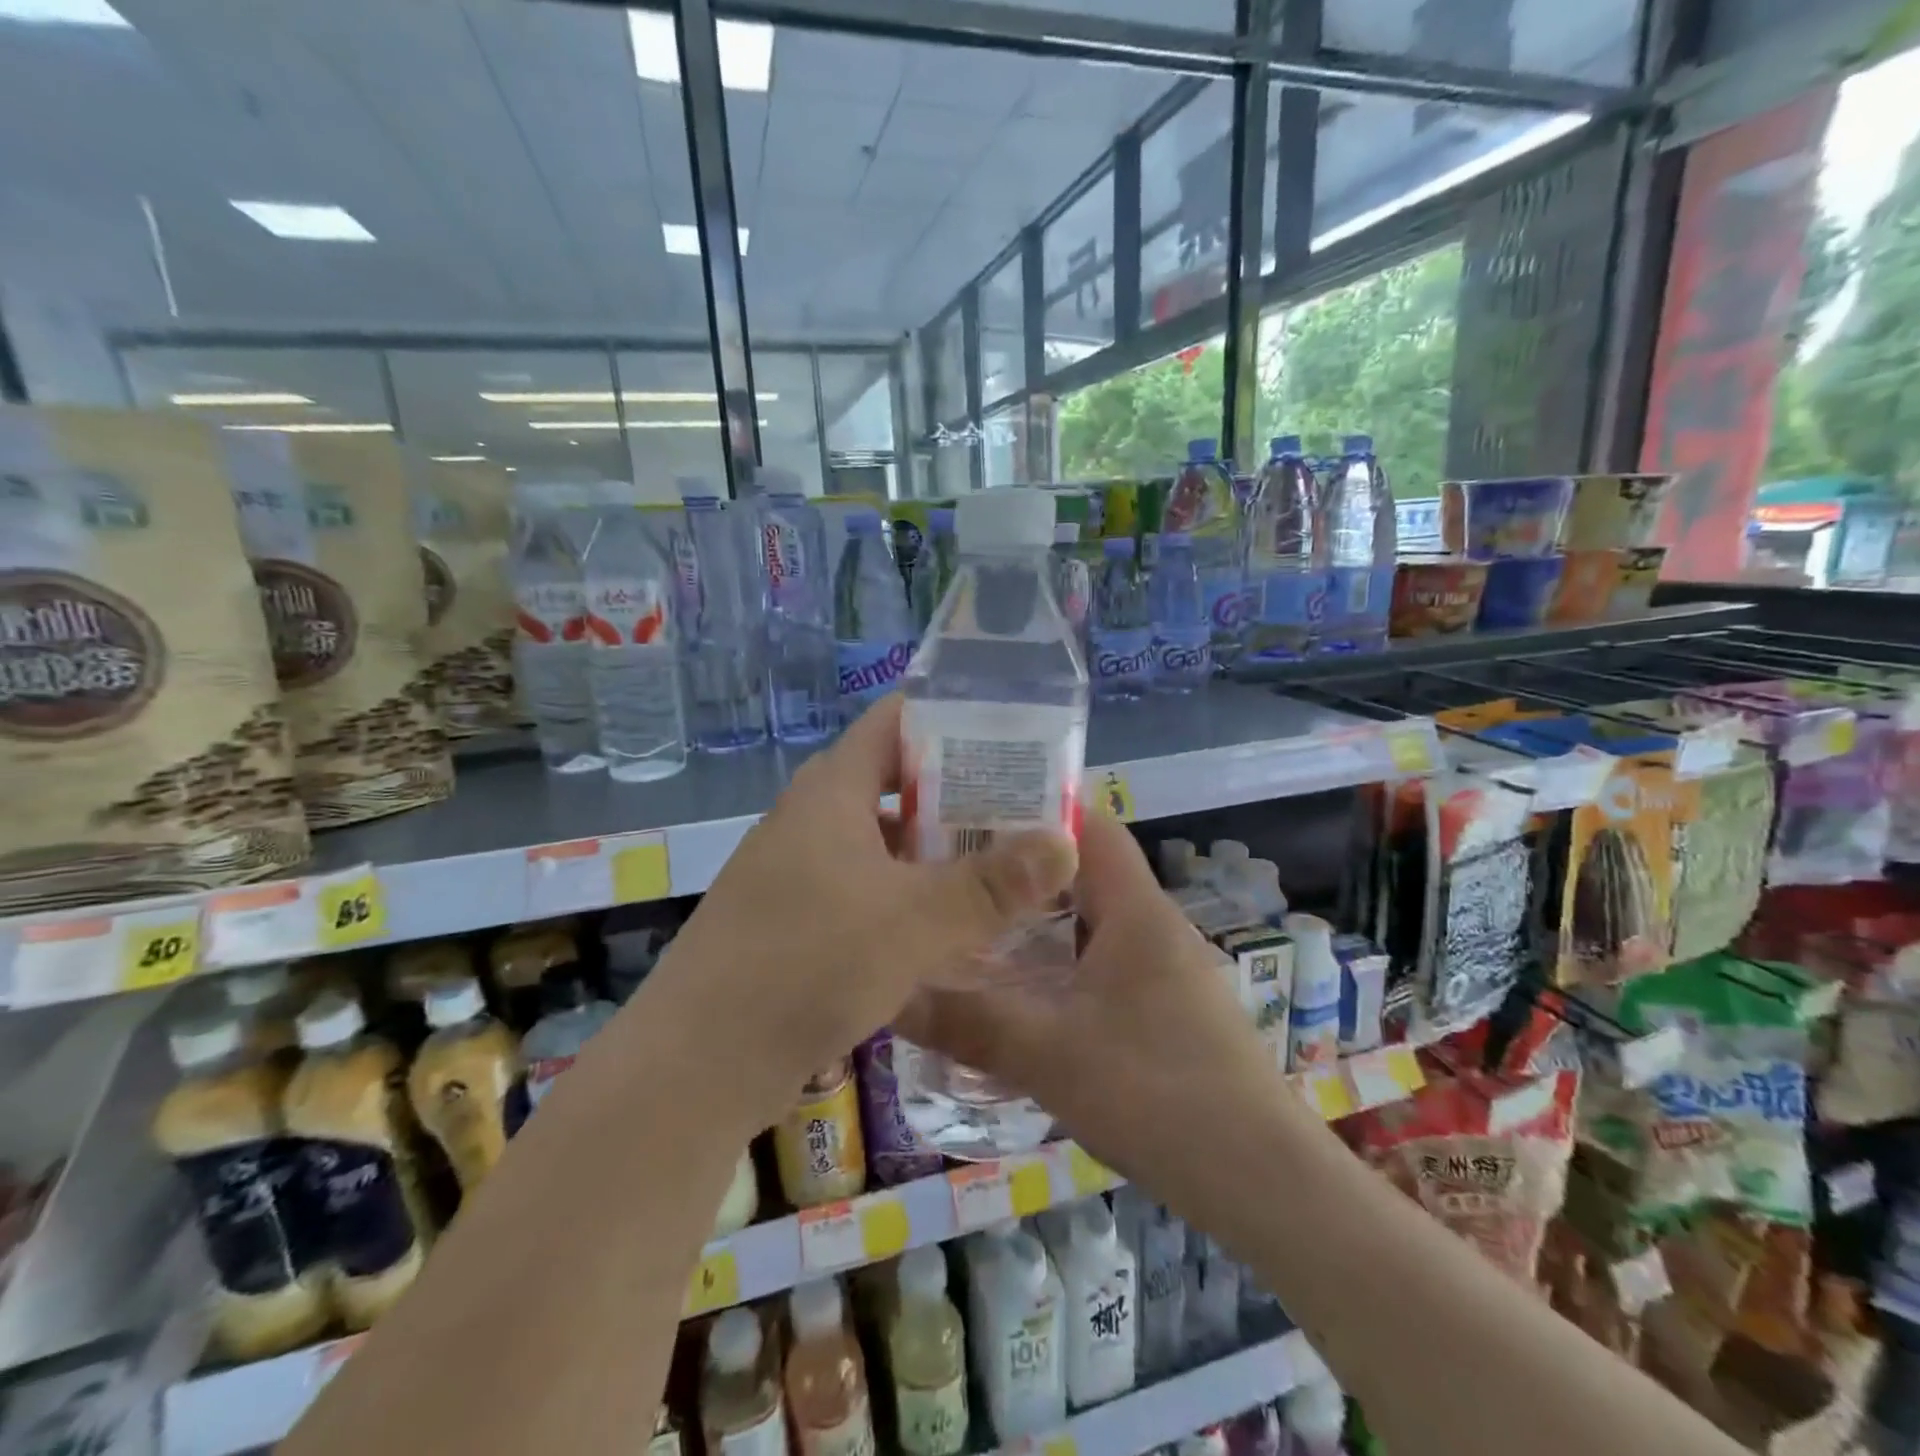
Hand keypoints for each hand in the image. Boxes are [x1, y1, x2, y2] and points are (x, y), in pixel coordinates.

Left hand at [644, 695, 1077, 1125]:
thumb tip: (1066, 842)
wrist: (697, 1064)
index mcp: (832, 792)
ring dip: (933, 852)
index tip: (1010, 738)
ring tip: (998, 867)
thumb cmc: (808, 963)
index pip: (894, 722)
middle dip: (957, 794)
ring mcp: (796, 871)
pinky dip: (905, 896)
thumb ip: (992, 883)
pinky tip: (946, 929)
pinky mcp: (792, 920)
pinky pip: (862, 888)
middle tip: (1022, 810)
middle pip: (893, 783)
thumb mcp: (914, 920)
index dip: (951, 719)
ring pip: (880, 843)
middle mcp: (810, 819)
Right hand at [898, 811, 1281, 1184]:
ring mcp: (1161, 965)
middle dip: (1021, 863)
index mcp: (1136, 910)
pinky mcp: (1161, 1004)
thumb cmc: (1159, 1096)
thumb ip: (967, 1022)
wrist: (1262, 1181)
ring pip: (1089, 916)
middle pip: (1083, 868)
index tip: (971, 806)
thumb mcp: (1049, 1056)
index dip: (1036, 804)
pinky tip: (1016, 984)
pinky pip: (1099, 957)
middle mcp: (1152, 924)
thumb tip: (890, 994)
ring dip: (1037, 914)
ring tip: (971, 916)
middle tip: (953, 866)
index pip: (1090, 824)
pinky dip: (1057, 956)